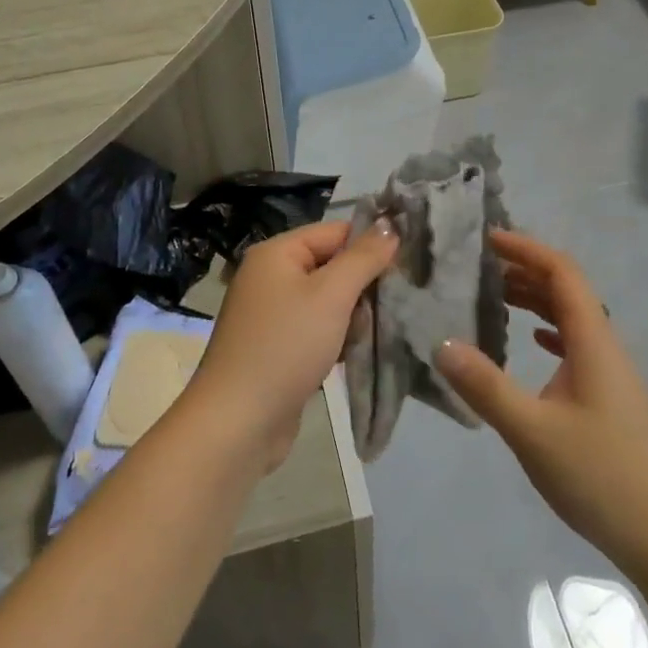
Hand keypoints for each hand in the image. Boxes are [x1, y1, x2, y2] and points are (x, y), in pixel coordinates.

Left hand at [185, 220, 398, 472]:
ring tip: (381, 329)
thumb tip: (390, 226)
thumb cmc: (286, 346)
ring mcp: (272, 314)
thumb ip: (363, 258)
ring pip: (328, 300)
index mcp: (276, 253)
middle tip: (399, 300)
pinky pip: (317, 328)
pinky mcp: (278, 347)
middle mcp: (271, 276)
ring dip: (354, 314)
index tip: (408, 263)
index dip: (371, 244)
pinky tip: (357, 351)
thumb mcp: (331, 295)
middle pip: (331, 265)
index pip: (335, 232)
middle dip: (364, 284)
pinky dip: (338, 336)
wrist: (239, 422)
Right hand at [436, 230, 647, 569]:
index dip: (526, 248)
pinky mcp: (609, 394)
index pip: (562, 272)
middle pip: (567, 289)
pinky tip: (530, 339)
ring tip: (494, 294)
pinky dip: (548, 328)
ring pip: (572, 316)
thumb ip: (485, 386)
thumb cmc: (597, 476)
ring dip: (535, 298)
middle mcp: (605, 345)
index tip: (487, 239)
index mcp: (593, 341)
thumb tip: (441, 343)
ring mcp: (610, 371)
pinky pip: (576, 342)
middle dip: (525, 269)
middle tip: (479, 265)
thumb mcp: (531, 431)